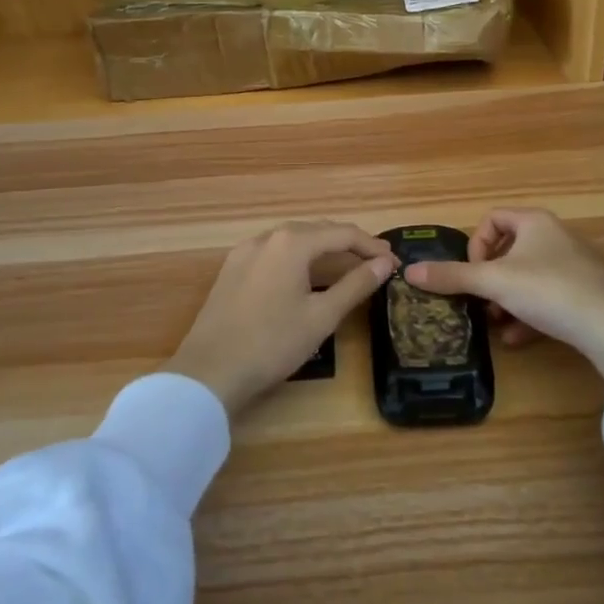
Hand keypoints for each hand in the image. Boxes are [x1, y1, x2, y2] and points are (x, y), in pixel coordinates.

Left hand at [167, 221, 396, 415]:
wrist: (209, 372)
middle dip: (349, 244)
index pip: (343, 233)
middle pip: (317, 230)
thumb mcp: (321, 316)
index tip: (395, 262)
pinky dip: (298, 257)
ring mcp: (245, 252)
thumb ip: (355, 285)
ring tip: (347, 265)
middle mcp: (267, 237)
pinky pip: (274, 252)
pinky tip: (306, 275)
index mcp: (292, 242)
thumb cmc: (272, 343)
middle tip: (376, 262)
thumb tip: (384, 264)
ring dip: (323, 248)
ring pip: (293, 240)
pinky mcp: (232, 270)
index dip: (372, 247)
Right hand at [403, 208, 603, 383]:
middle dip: (490, 280)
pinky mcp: (587, 292)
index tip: (472, 272)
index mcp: (535, 221)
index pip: (493, 219)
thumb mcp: (493, 282)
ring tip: (497, 325)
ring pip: (528, 278)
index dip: (475, 245)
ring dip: (506, 300)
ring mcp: (575, 264)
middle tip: (481, 303)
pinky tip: (518, 338)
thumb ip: (452, 276)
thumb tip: (409, 271)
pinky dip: (529, 314)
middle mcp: (556, 236)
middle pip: (510, 251)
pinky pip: (549, 297)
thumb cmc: (547, 290)